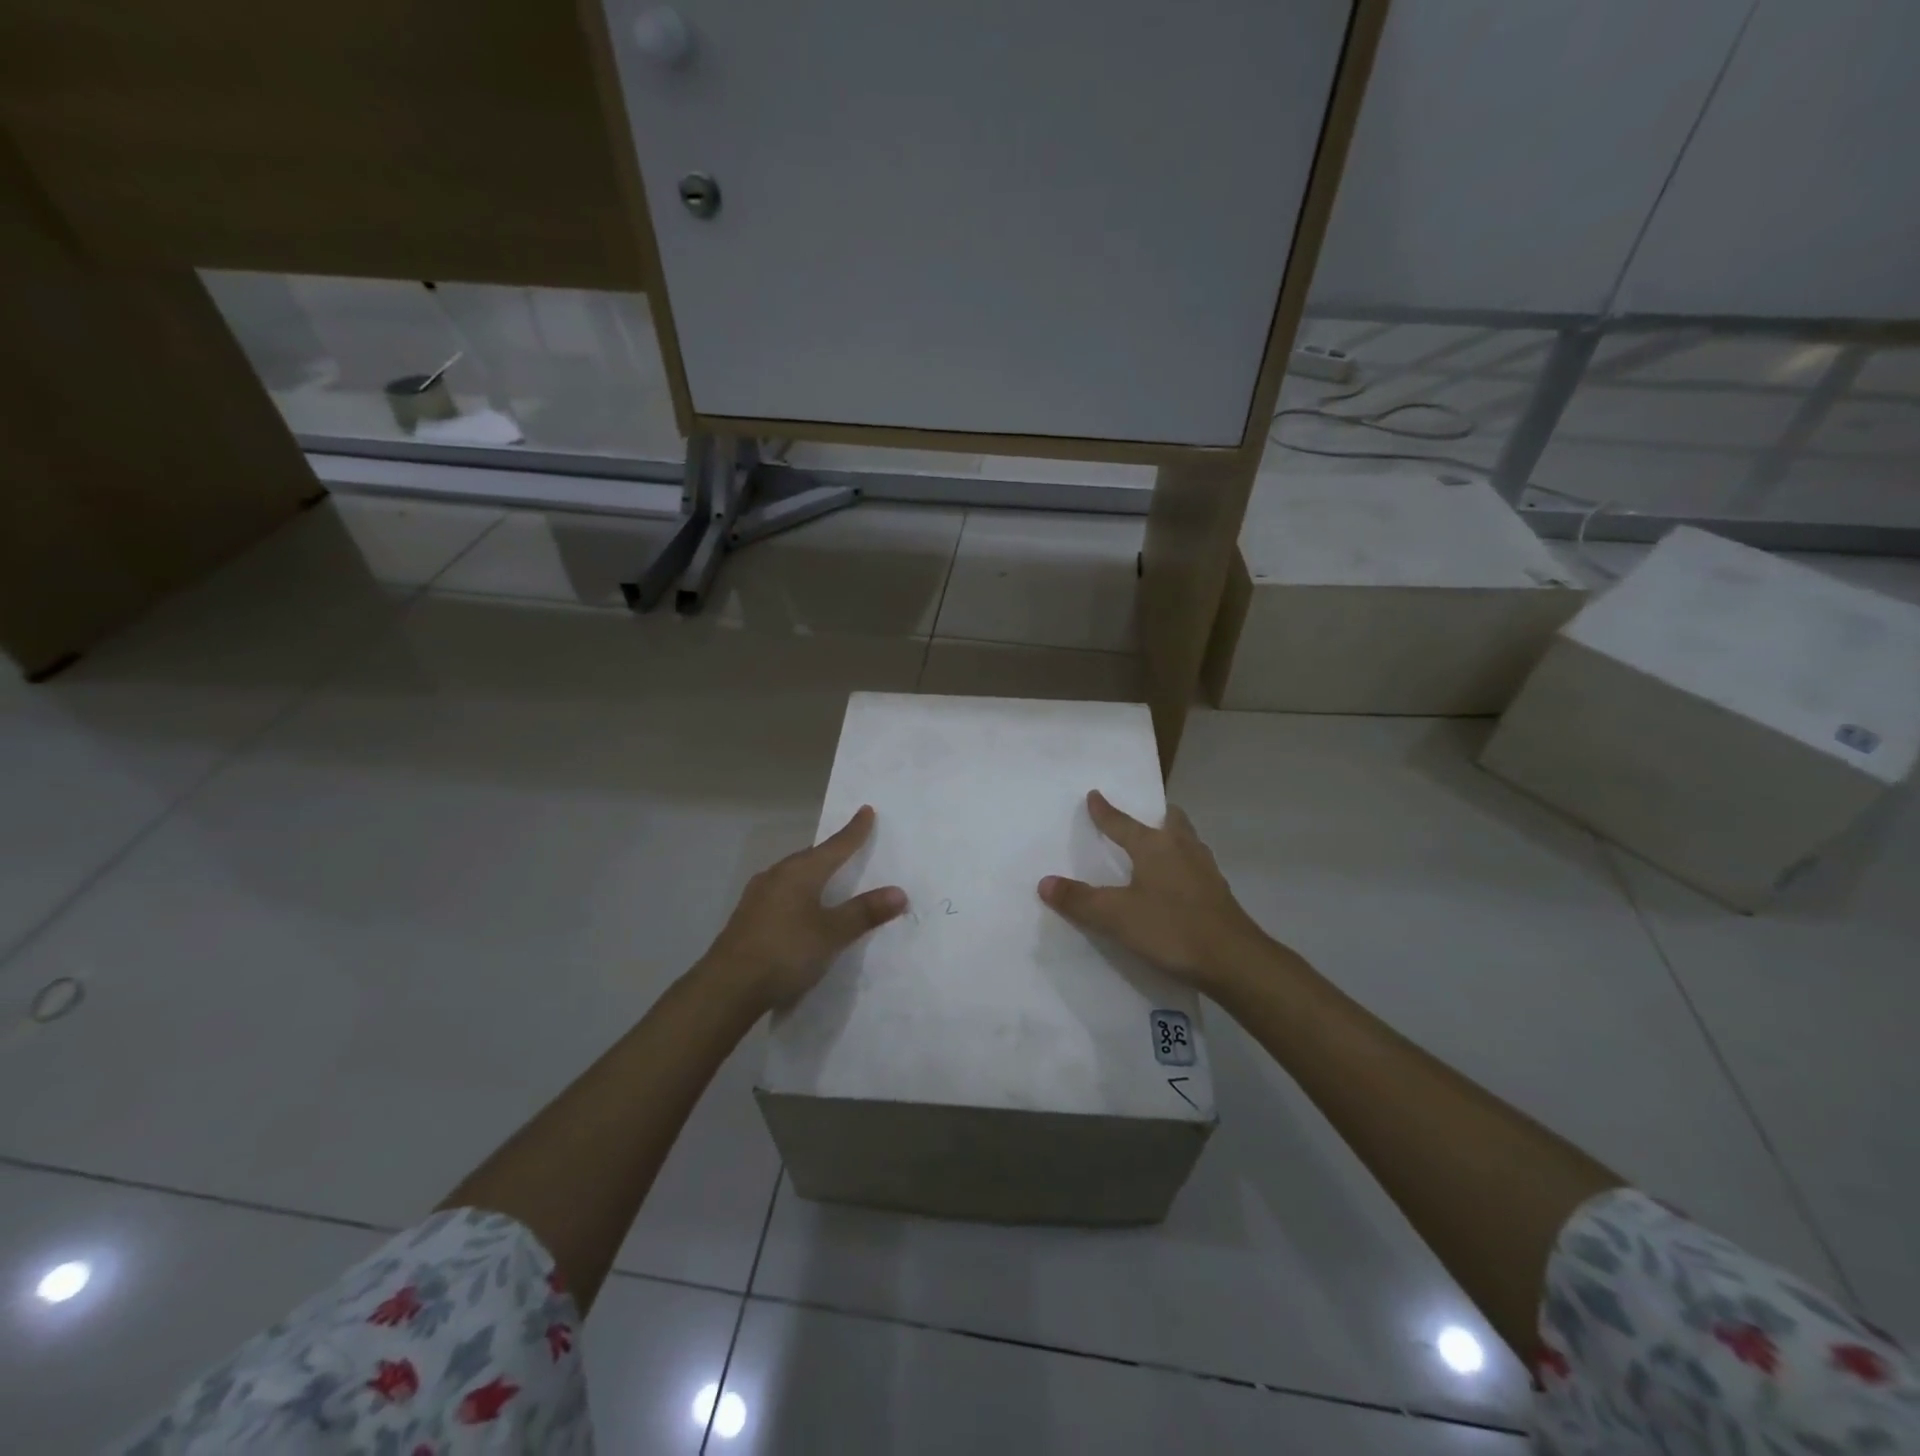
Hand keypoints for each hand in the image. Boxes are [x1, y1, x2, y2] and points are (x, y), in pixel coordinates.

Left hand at [701, 806, 907, 1010]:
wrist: (727, 987)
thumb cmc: (786, 952)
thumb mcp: (832, 934)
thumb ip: (864, 912)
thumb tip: (899, 892)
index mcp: (800, 872)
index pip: (835, 845)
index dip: (854, 830)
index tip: (866, 810)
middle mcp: (777, 875)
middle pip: (811, 856)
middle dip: (831, 852)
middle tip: (849, 847)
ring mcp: (758, 895)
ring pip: (792, 874)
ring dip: (811, 873)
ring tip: (827, 878)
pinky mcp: (748, 916)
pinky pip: (781, 892)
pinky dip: (797, 893)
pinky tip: (799, 908)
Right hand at [1039, 791, 1276, 996]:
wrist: (1234, 960)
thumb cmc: (1171, 928)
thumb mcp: (1116, 916)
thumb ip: (1079, 900)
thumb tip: (1044, 882)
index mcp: (1155, 846)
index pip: (1122, 823)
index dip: (1105, 811)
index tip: (1095, 795)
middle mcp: (1182, 849)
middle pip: (1170, 821)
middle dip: (1155, 816)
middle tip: (1143, 819)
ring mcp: (1205, 870)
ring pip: (1188, 842)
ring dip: (1173, 838)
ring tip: (1159, 848)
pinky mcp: (1219, 893)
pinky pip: (1196, 866)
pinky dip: (1183, 865)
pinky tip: (1177, 884)